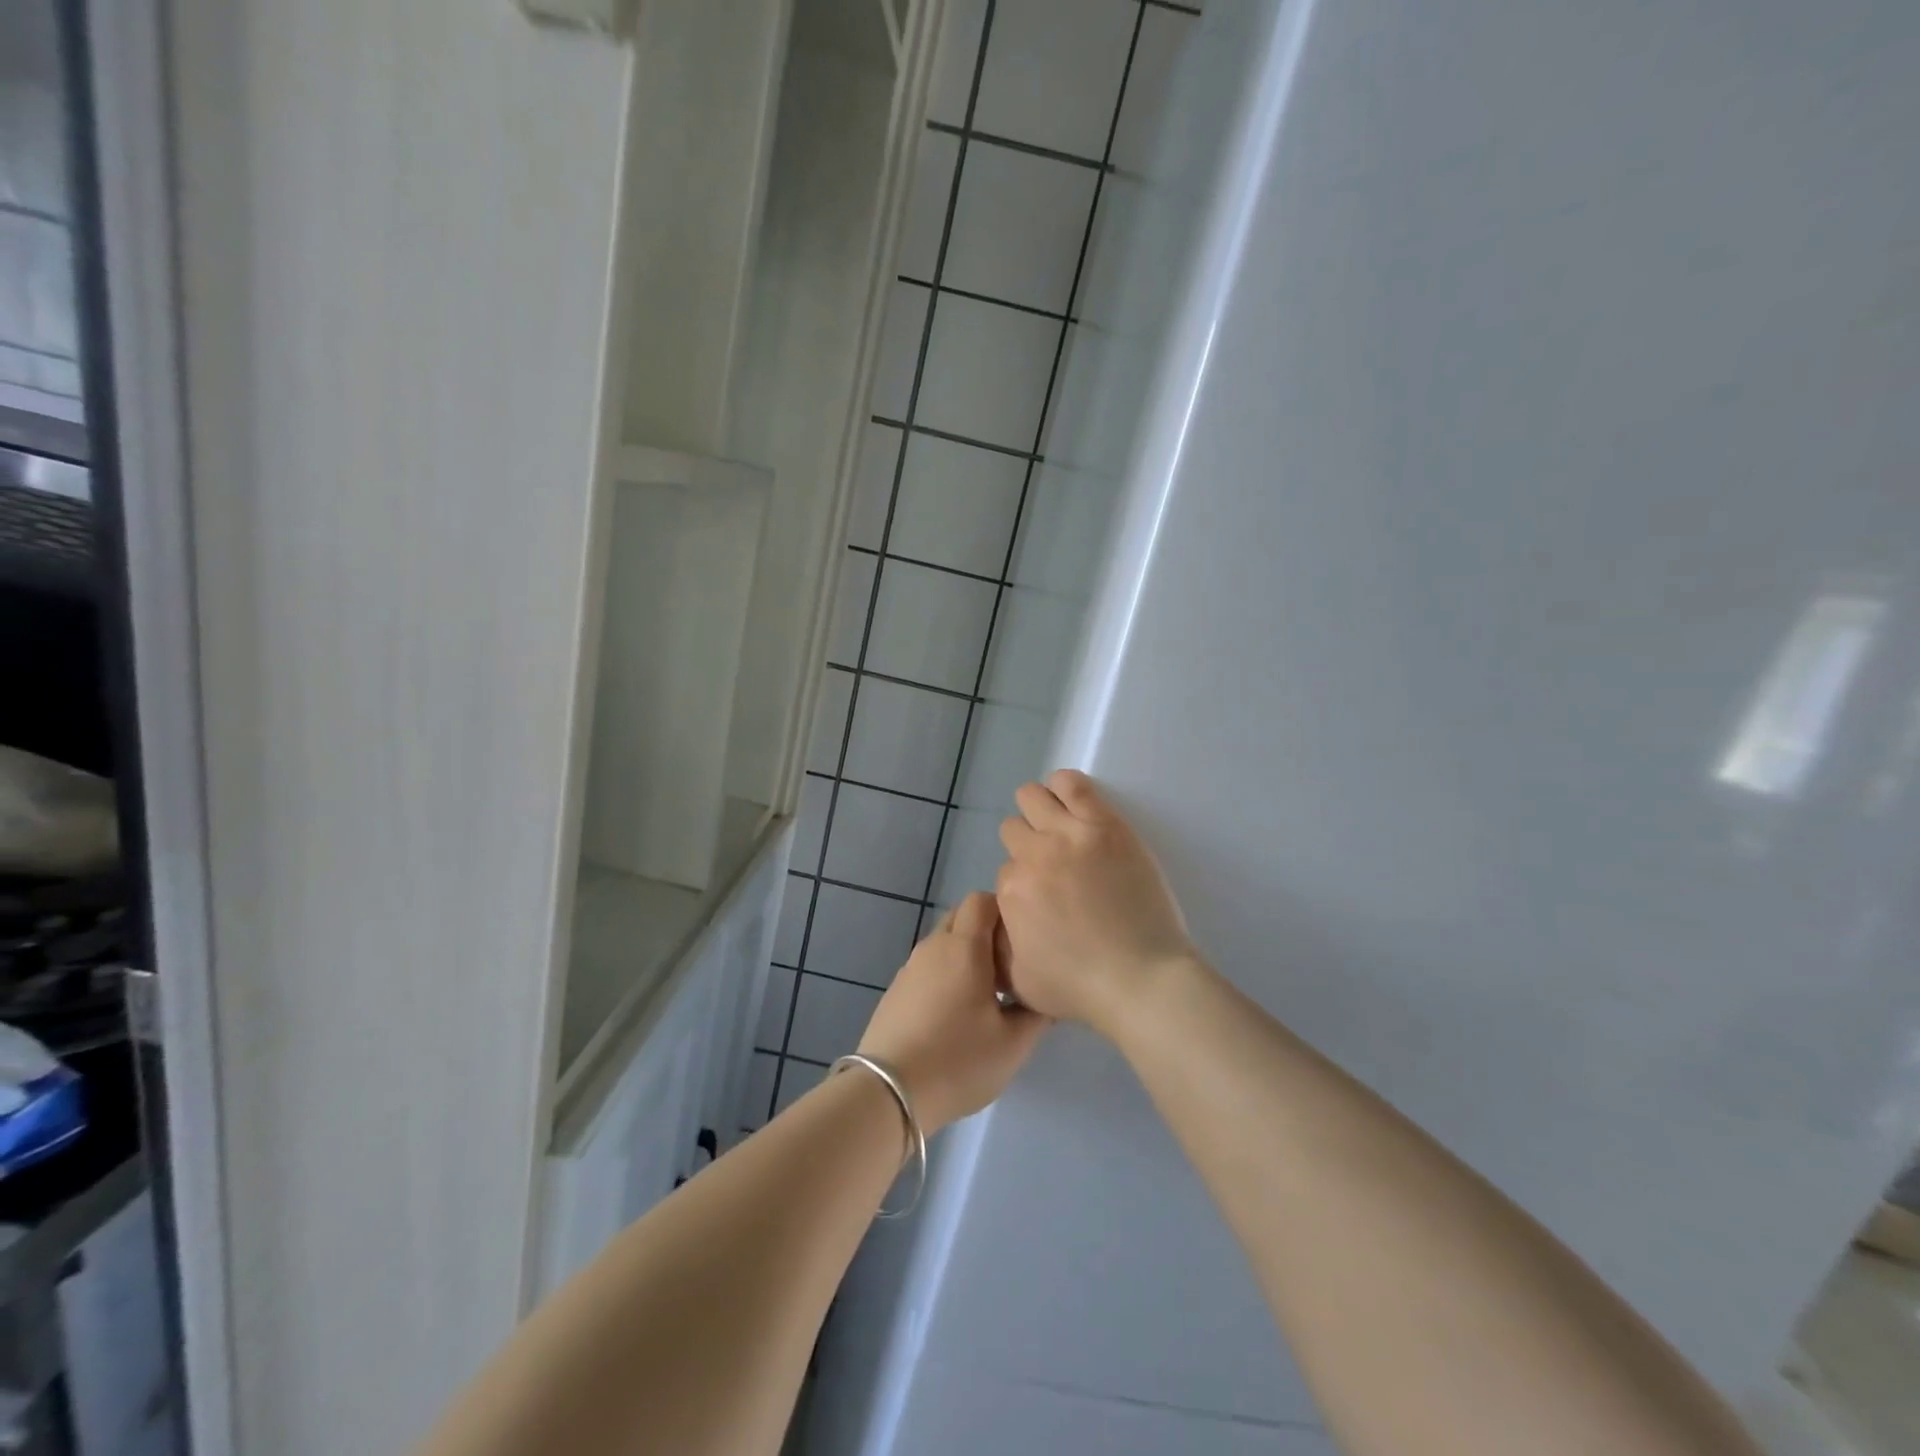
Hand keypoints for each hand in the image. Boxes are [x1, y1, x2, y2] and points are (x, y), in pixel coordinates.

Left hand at [857, 892, 1049, 1132]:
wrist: (889, 1093)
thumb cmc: (959, 1060)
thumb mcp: (1013, 1044)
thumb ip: (1037, 1012)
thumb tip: (1047, 993)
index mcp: (963, 947)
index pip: (982, 900)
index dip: (1005, 911)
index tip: (1022, 941)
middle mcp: (933, 946)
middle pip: (961, 917)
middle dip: (986, 931)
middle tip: (1009, 967)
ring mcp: (910, 968)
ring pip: (943, 943)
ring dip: (965, 955)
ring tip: (986, 994)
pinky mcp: (896, 990)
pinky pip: (928, 967)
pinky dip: (945, 974)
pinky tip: (955, 1014)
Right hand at [996, 770, 1195, 1032]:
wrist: (1143, 979)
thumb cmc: (1082, 988)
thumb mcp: (1020, 981)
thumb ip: (999, 945)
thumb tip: (998, 920)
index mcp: (1011, 892)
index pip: (1006, 869)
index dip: (1024, 882)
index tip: (1044, 894)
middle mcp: (1033, 857)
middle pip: (1013, 829)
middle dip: (1027, 844)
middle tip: (1052, 863)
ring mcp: (1069, 836)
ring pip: (1032, 796)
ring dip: (1038, 809)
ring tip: (1058, 824)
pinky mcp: (1104, 824)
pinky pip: (1072, 784)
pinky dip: (1064, 785)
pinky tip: (1070, 799)